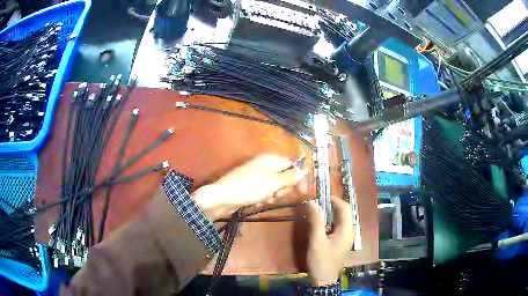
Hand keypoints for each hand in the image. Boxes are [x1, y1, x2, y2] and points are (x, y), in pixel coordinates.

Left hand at [193, 155, 307, 219]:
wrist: (223, 197)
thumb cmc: (250, 187)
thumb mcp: (274, 182)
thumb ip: (290, 176)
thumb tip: (304, 170)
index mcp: (270, 159)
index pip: (291, 164)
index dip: (298, 177)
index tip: (303, 190)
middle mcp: (264, 165)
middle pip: (284, 176)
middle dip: (283, 188)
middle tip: (277, 195)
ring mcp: (256, 176)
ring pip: (275, 186)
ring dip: (274, 194)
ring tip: (266, 199)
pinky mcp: (251, 187)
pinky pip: (264, 192)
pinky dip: (264, 197)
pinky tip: (259, 202)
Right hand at [305, 196, 354, 285]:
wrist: (324, 279)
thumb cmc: (321, 260)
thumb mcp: (317, 240)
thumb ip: (315, 221)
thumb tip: (312, 202)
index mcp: (346, 229)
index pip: (345, 207)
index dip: (334, 199)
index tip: (320, 196)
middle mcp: (349, 231)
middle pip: (343, 213)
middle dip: (331, 206)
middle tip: (316, 202)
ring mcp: (345, 237)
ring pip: (339, 220)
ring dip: (329, 214)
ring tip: (315, 211)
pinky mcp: (340, 242)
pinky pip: (336, 227)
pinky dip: (328, 222)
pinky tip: (318, 224)